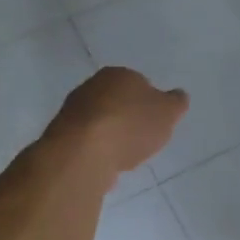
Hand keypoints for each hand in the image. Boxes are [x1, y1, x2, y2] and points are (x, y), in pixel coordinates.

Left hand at [47, 67, 188, 175]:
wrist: (83, 152)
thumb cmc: (131, 126)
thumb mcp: (168, 113)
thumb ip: (176, 103)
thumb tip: (178, 95)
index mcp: (119, 74)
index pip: (139, 83)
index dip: (149, 102)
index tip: (155, 121)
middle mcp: (92, 86)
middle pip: (116, 101)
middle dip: (128, 117)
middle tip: (141, 138)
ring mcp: (72, 111)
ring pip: (99, 121)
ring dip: (110, 135)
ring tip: (124, 155)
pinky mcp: (60, 136)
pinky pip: (86, 141)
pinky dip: (96, 151)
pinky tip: (105, 165)